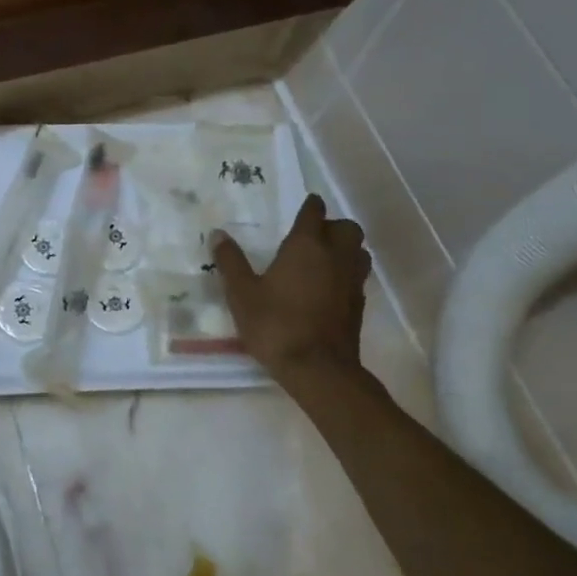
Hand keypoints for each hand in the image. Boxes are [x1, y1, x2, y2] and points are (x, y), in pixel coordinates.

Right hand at [213, 195, 371, 381]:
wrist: (318, 369)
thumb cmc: (276, 324)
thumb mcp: (242, 293)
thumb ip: (230, 261)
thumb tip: (217, 234)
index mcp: (306, 246)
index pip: (314, 212)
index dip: (309, 206)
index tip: (303, 206)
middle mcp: (335, 256)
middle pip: (346, 228)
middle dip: (332, 226)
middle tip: (311, 236)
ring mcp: (351, 280)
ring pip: (358, 251)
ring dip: (345, 248)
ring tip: (323, 259)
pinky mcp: (359, 304)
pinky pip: (357, 276)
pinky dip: (346, 273)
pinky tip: (328, 287)